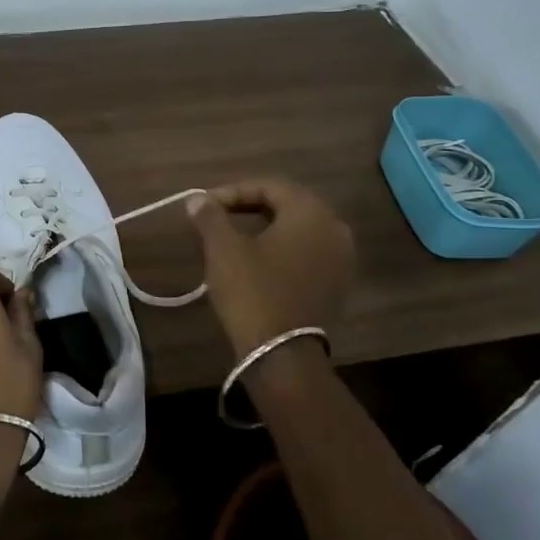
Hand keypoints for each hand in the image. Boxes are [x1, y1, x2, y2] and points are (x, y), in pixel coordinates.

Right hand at [188, 177, 356, 356]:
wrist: (282, 354)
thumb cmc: (252, 291)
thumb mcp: (223, 249)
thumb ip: (211, 216)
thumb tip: (198, 199)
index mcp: (310, 212)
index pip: (269, 186)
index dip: (233, 191)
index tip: (205, 205)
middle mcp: (334, 228)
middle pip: (287, 204)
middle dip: (250, 205)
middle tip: (217, 216)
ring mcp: (341, 258)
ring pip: (298, 229)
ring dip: (266, 227)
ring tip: (234, 236)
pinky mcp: (337, 283)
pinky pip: (307, 252)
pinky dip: (281, 248)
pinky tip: (257, 260)